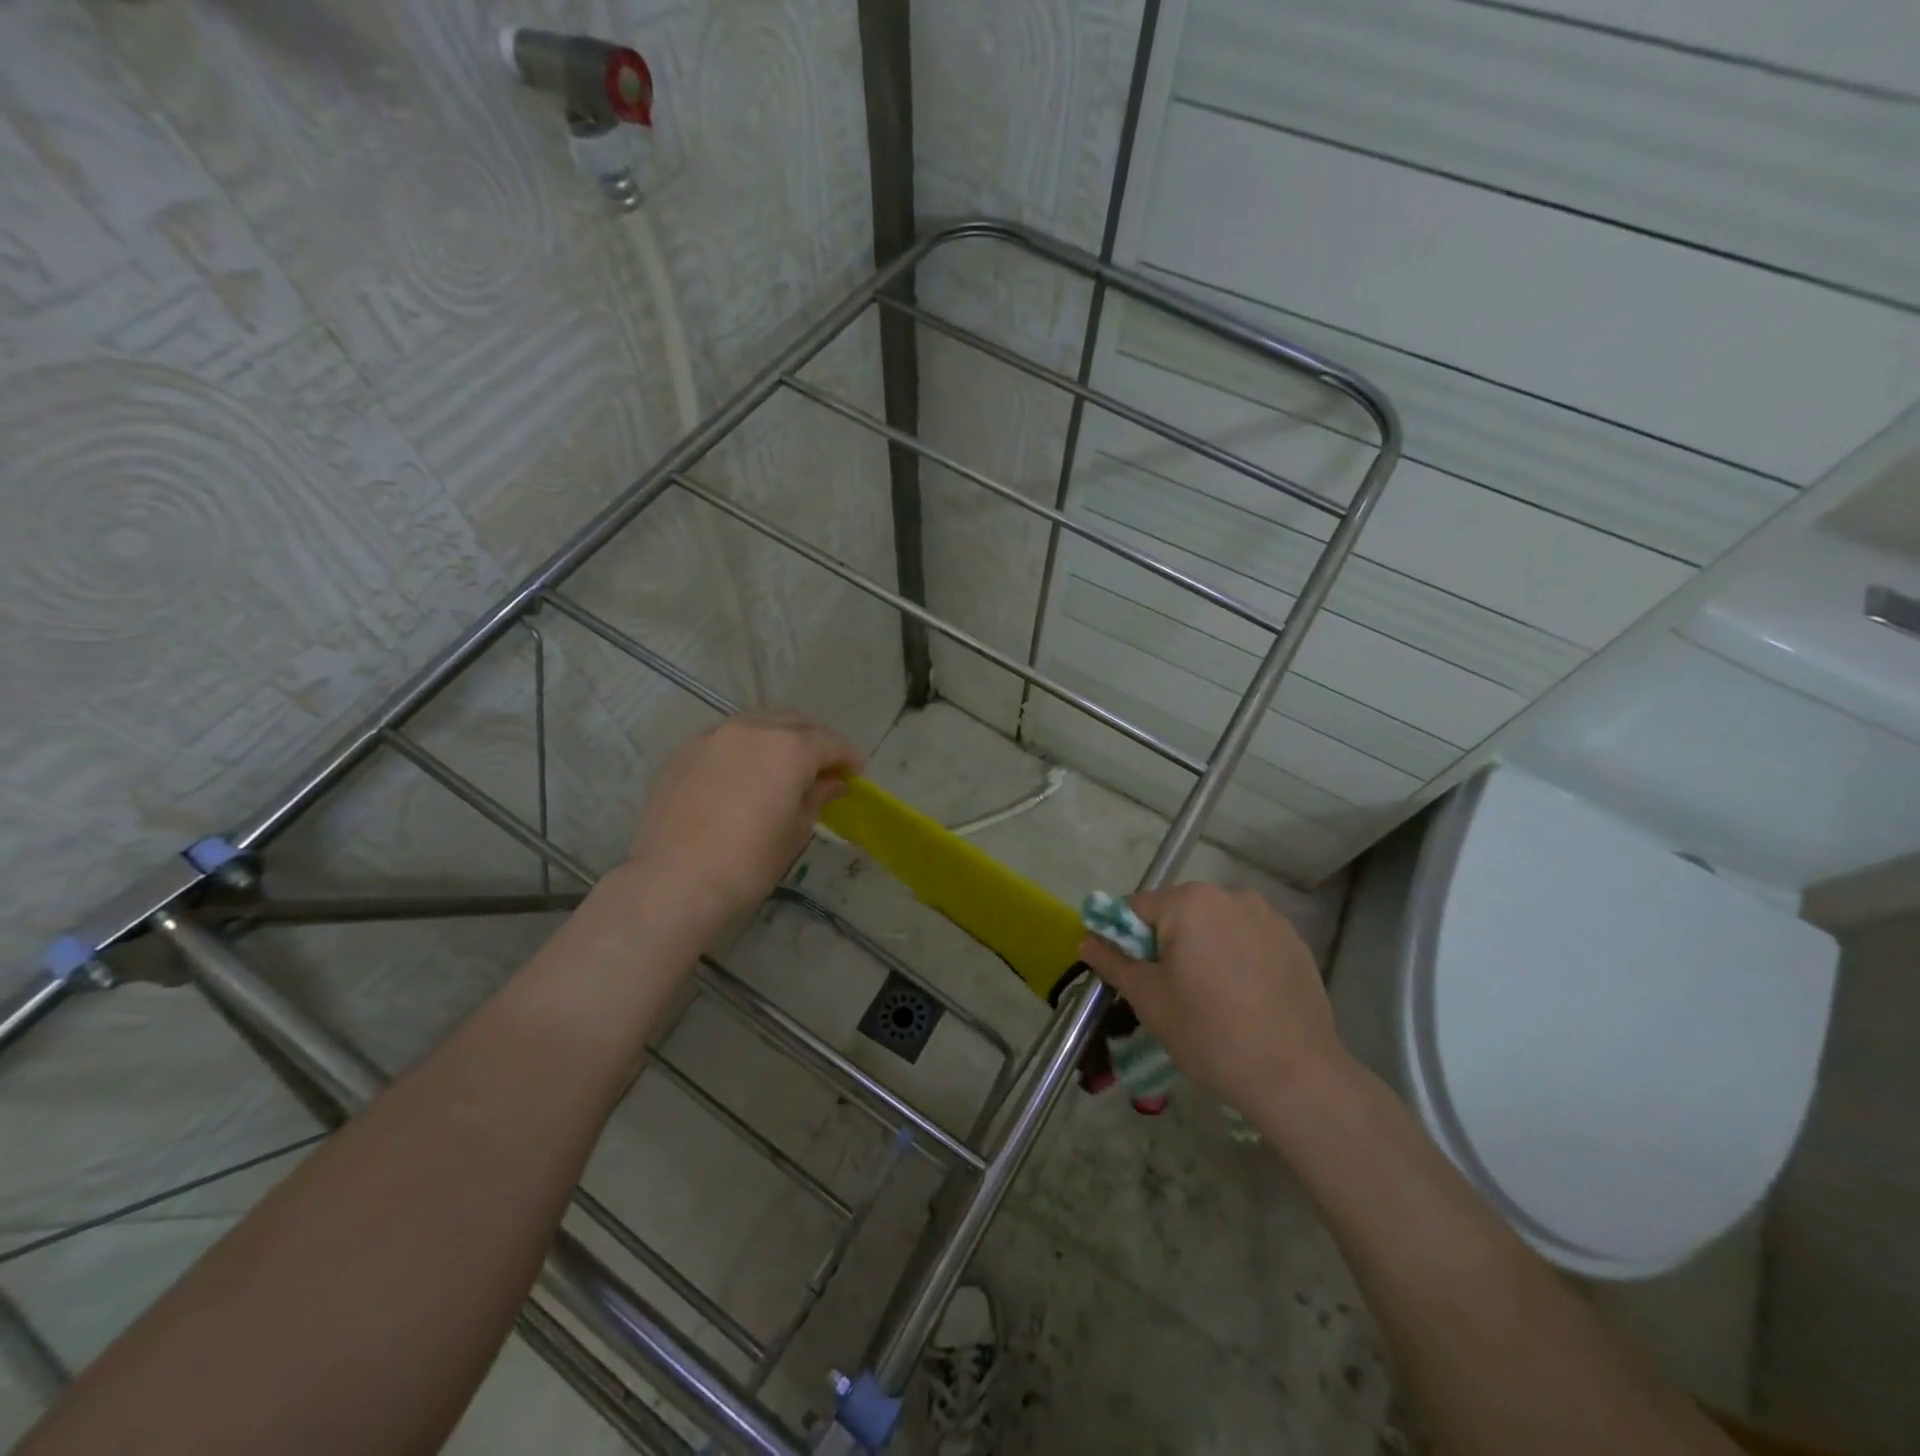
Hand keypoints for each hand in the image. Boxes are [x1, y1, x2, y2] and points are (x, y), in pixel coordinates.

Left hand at [624, 711, 861, 930]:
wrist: (674, 881)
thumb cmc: (748, 863)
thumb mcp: (795, 832)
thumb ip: (816, 798)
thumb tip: (831, 784)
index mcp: (789, 748)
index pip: (829, 742)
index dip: (846, 756)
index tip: (855, 773)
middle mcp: (752, 729)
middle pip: (794, 723)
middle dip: (814, 740)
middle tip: (824, 766)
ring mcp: (713, 736)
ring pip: (757, 724)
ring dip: (778, 739)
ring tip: (784, 766)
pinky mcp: (684, 751)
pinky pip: (726, 738)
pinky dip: (745, 748)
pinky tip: (745, 772)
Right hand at [1077, 883, 1348, 1119]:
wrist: (1296, 1076)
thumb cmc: (1209, 1032)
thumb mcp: (1148, 998)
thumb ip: (1112, 961)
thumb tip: (1086, 940)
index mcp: (1190, 902)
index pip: (1136, 908)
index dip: (1123, 940)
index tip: (1130, 976)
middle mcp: (1231, 896)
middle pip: (1178, 913)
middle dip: (1165, 944)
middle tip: (1168, 992)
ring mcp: (1269, 917)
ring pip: (1215, 926)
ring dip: (1202, 949)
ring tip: (1210, 998)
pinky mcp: (1294, 942)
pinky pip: (1248, 940)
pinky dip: (1236, 959)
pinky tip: (1243, 999)